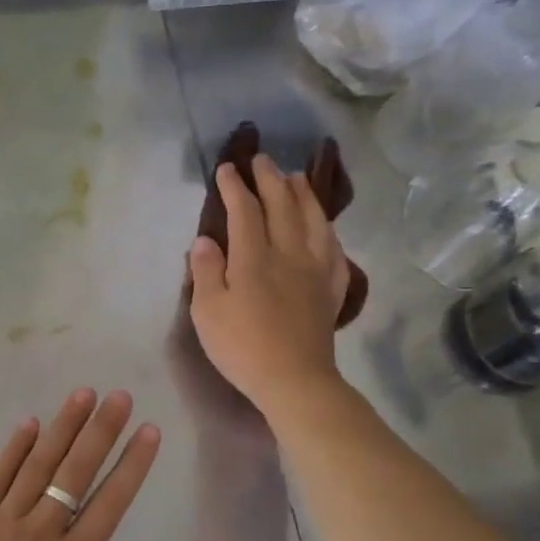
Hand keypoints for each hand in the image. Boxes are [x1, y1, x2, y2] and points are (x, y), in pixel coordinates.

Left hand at [0, 389, 159, 540]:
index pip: (111, 501)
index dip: (133, 463)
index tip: (148, 430)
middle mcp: (40, 533)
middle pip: (76, 471)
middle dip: (101, 430)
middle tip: (118, 395)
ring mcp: (1, 525)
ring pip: (37, 465)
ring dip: (62, 427)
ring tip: (82, 394)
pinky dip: (12, 450)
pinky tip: (28, 424)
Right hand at [188, 156, 350, 415]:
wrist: (294, 380)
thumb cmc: (243, 346)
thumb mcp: (208, 311)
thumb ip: (206, 271)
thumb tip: (206, 239)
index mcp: (254, 258)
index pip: (245, 211)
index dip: (236, 187)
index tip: (227, 168)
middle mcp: (289, 253)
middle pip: (283, 206)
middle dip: (270, 179)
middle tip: (262, 160)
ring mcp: (316, 270)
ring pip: (314, 220)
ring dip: (304, 195)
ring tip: (297, 178)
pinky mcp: (331, 289)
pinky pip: (334, 249)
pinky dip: (328, 230)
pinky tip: (325, 227)